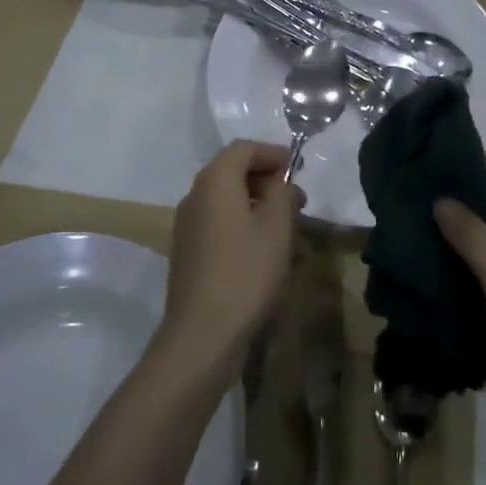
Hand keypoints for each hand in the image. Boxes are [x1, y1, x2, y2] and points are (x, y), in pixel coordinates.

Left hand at [161, 140, 303, 382]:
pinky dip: (246, 229)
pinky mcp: (190, 255)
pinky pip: (221, 228)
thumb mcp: (277, 226)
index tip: (297, 168)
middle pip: (233, 174)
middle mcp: (195, 197)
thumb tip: (278, 183)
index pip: (243, 149)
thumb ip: (282, 193)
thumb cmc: (245, 272)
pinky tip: (269, 255)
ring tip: (290, 231)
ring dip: (259, 208)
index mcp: (214, 182)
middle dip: (268, 182)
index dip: (272, 153)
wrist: (202, 336)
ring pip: (229, 204)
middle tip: (297, 201)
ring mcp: (188, 228)